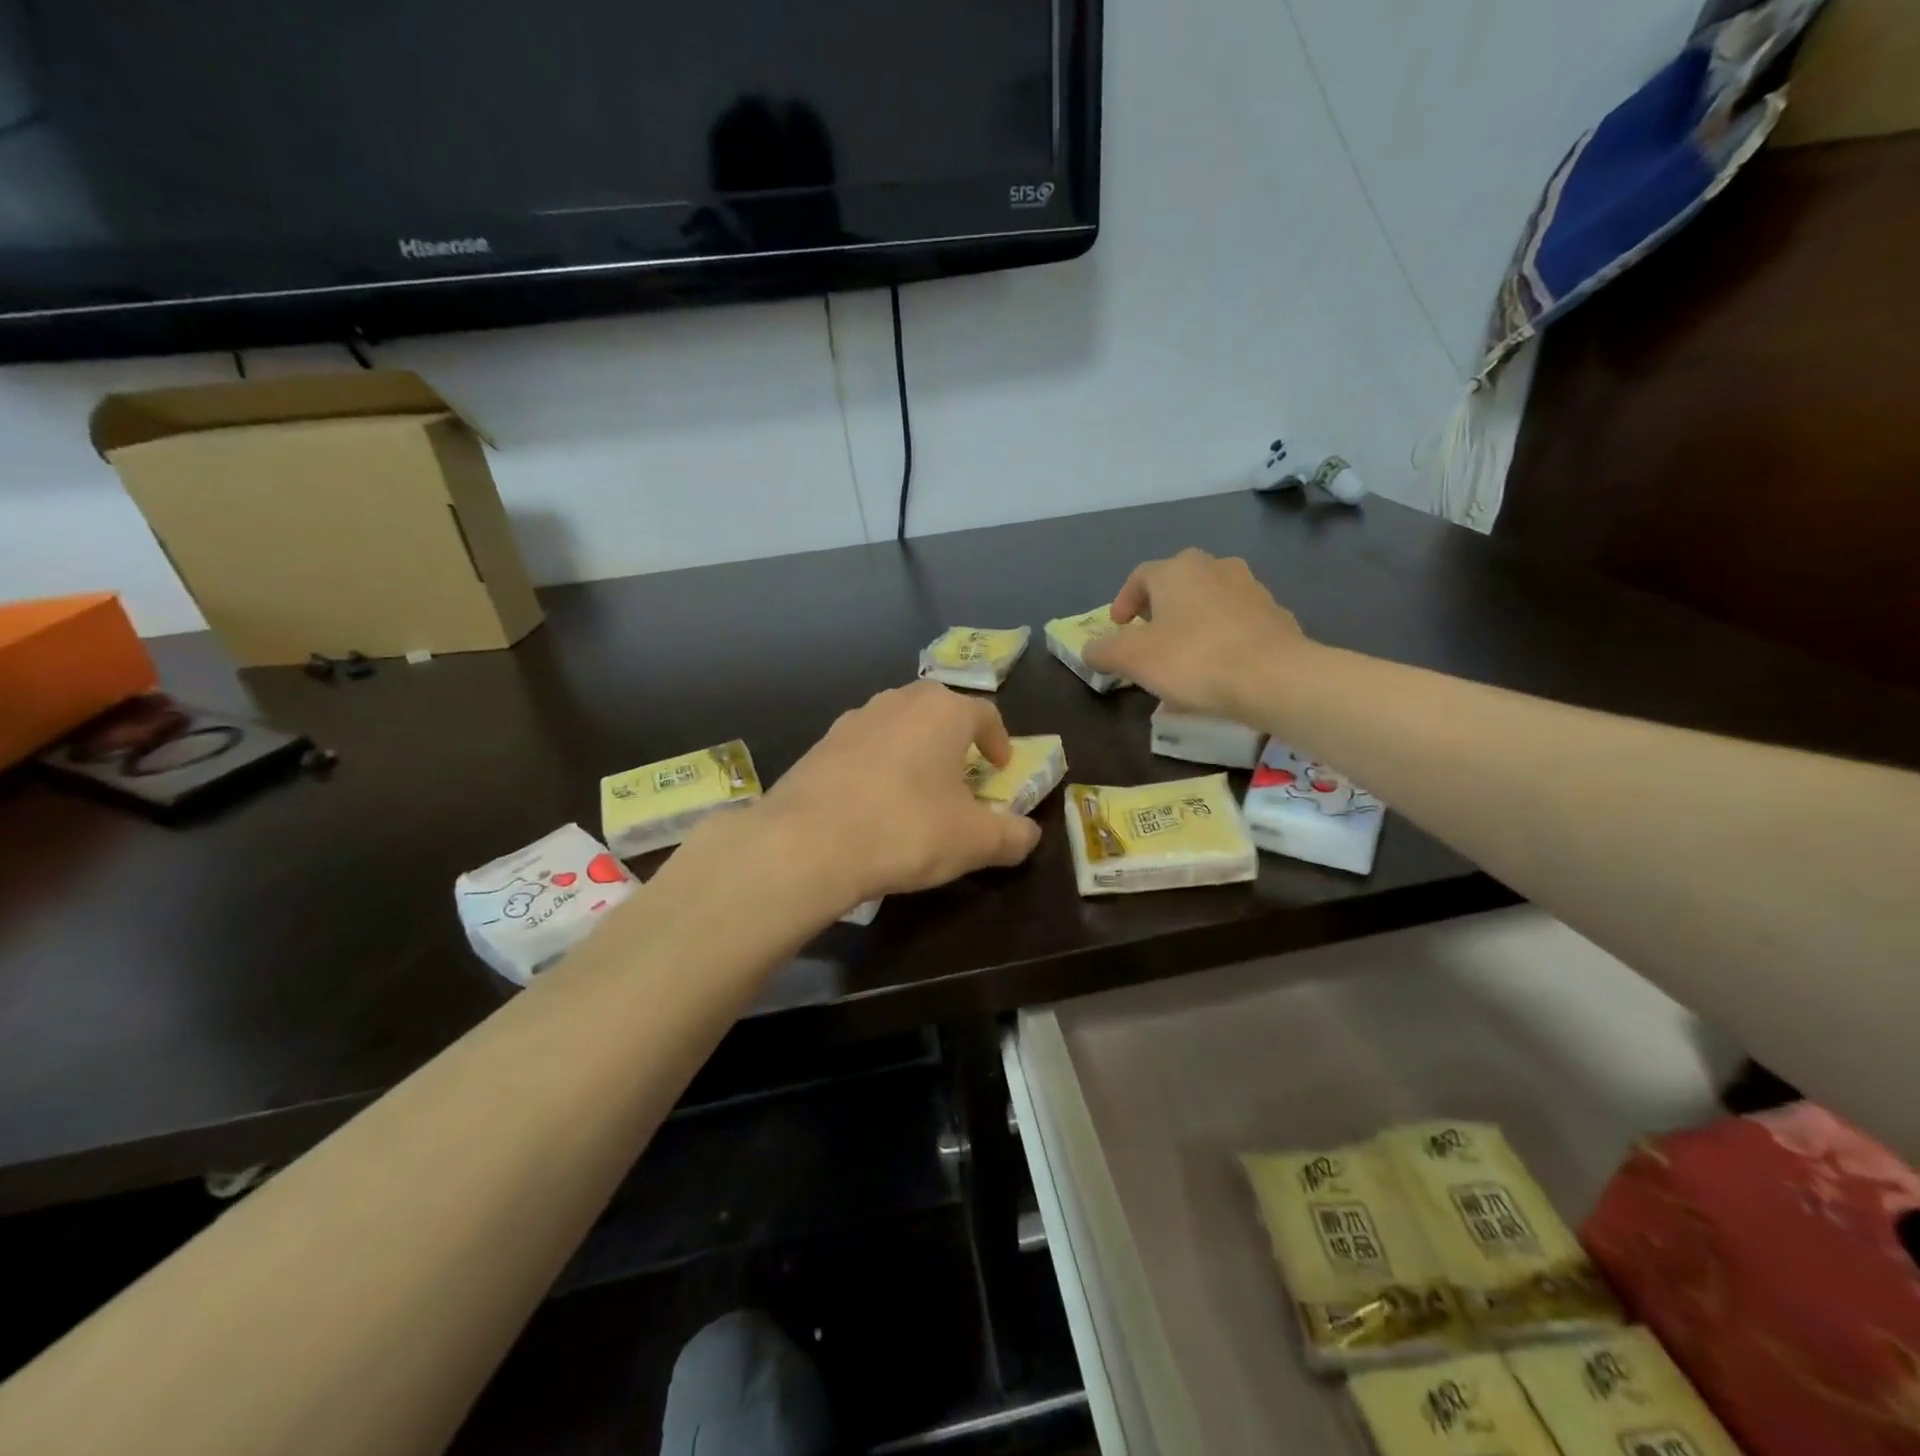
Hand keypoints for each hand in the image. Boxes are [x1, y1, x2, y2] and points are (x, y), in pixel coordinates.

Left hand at [759, 681, 1042, 908]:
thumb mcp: (974, 841)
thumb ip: (1012, 836)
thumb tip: (1029, 835)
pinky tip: (872, 804)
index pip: (985, 714)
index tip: (1001, 767)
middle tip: (961, 776)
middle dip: (954, 741)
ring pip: (897, 726)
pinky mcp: (820, 744)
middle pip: (938, 712)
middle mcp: (898, 702)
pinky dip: (877, 767)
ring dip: (913, 751)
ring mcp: (853, 719)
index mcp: (943, 711)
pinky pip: (862, 748)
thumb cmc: (907, 829)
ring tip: (916, 790)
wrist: (807, 841)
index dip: (999, 741)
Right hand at [1082, 548, 1312, 722]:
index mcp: (1177, 570)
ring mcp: (1251, 589)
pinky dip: (1221, 638)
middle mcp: (1215, 567)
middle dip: (1159, 608)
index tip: (1118, 628)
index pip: (1140, 576)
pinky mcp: (1276, 616)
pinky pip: (1236, 623)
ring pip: (1209, 602)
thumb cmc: (1193, 659)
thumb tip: (1089, 649)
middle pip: (1177, 584)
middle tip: (1149, 637)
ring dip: (1191, 623)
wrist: (1274, 678)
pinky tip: (1217, 669)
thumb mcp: (1132, 659)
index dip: (1124, 601)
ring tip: (1183, 656)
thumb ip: (1104, 651)